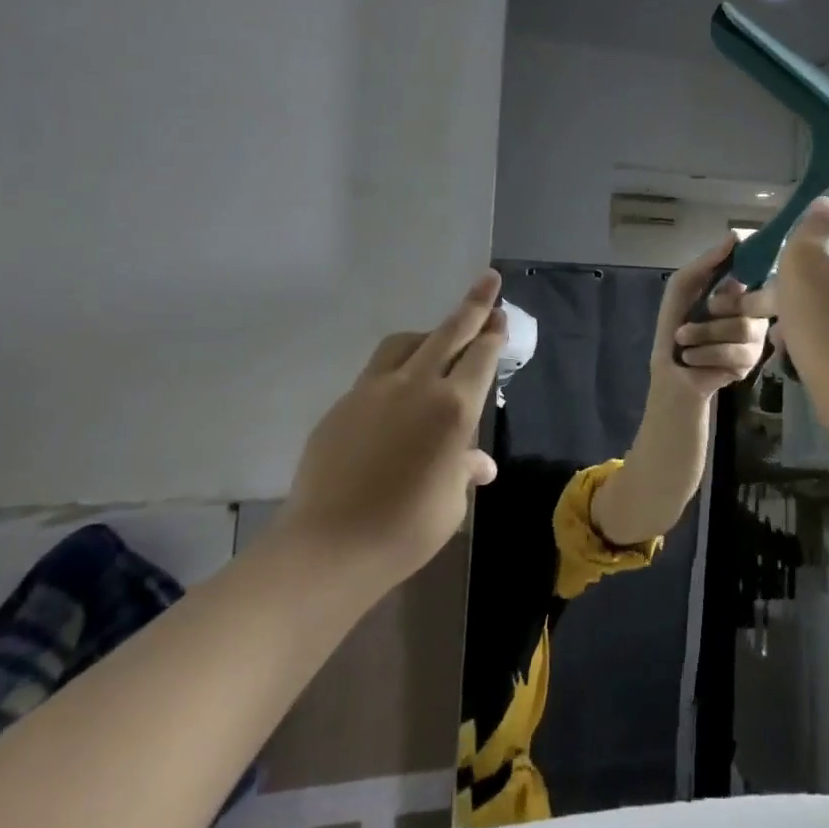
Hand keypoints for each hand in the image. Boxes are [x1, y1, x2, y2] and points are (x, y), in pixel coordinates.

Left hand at [273, 271, 505, 589]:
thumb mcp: (450, 501)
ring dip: (429, 334)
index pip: (481, 356)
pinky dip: (397, 366)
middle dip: (473, 305)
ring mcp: (374, 391)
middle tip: (488, 280)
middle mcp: (417, 386)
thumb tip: (478, 465)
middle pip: (449, 332)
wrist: (328, 547)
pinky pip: (377, 371)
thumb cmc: (406, 529)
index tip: (501, 315)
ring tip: (439, 340)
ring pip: (406, 342)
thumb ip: (464, 470)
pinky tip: (398, 393)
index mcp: (454, 408)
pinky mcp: (344, 404)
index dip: (494, 333)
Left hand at [655, 237, 773, 398]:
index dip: (753, 269)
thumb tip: (735, 236)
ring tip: (684, 340)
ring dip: (703, 334)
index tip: (737, 269)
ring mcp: (756, 339)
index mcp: (742, 290)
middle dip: (716, 309)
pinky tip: (693, 358)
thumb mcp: (683, 287)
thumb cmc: (675, 324)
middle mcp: (756, 312)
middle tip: (700, 314)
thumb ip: (706, 262)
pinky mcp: (751, 364)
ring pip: (743, 328)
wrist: (671, 372)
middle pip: (750, 302)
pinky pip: (735, 353)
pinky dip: (705, 353)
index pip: (761, 272)